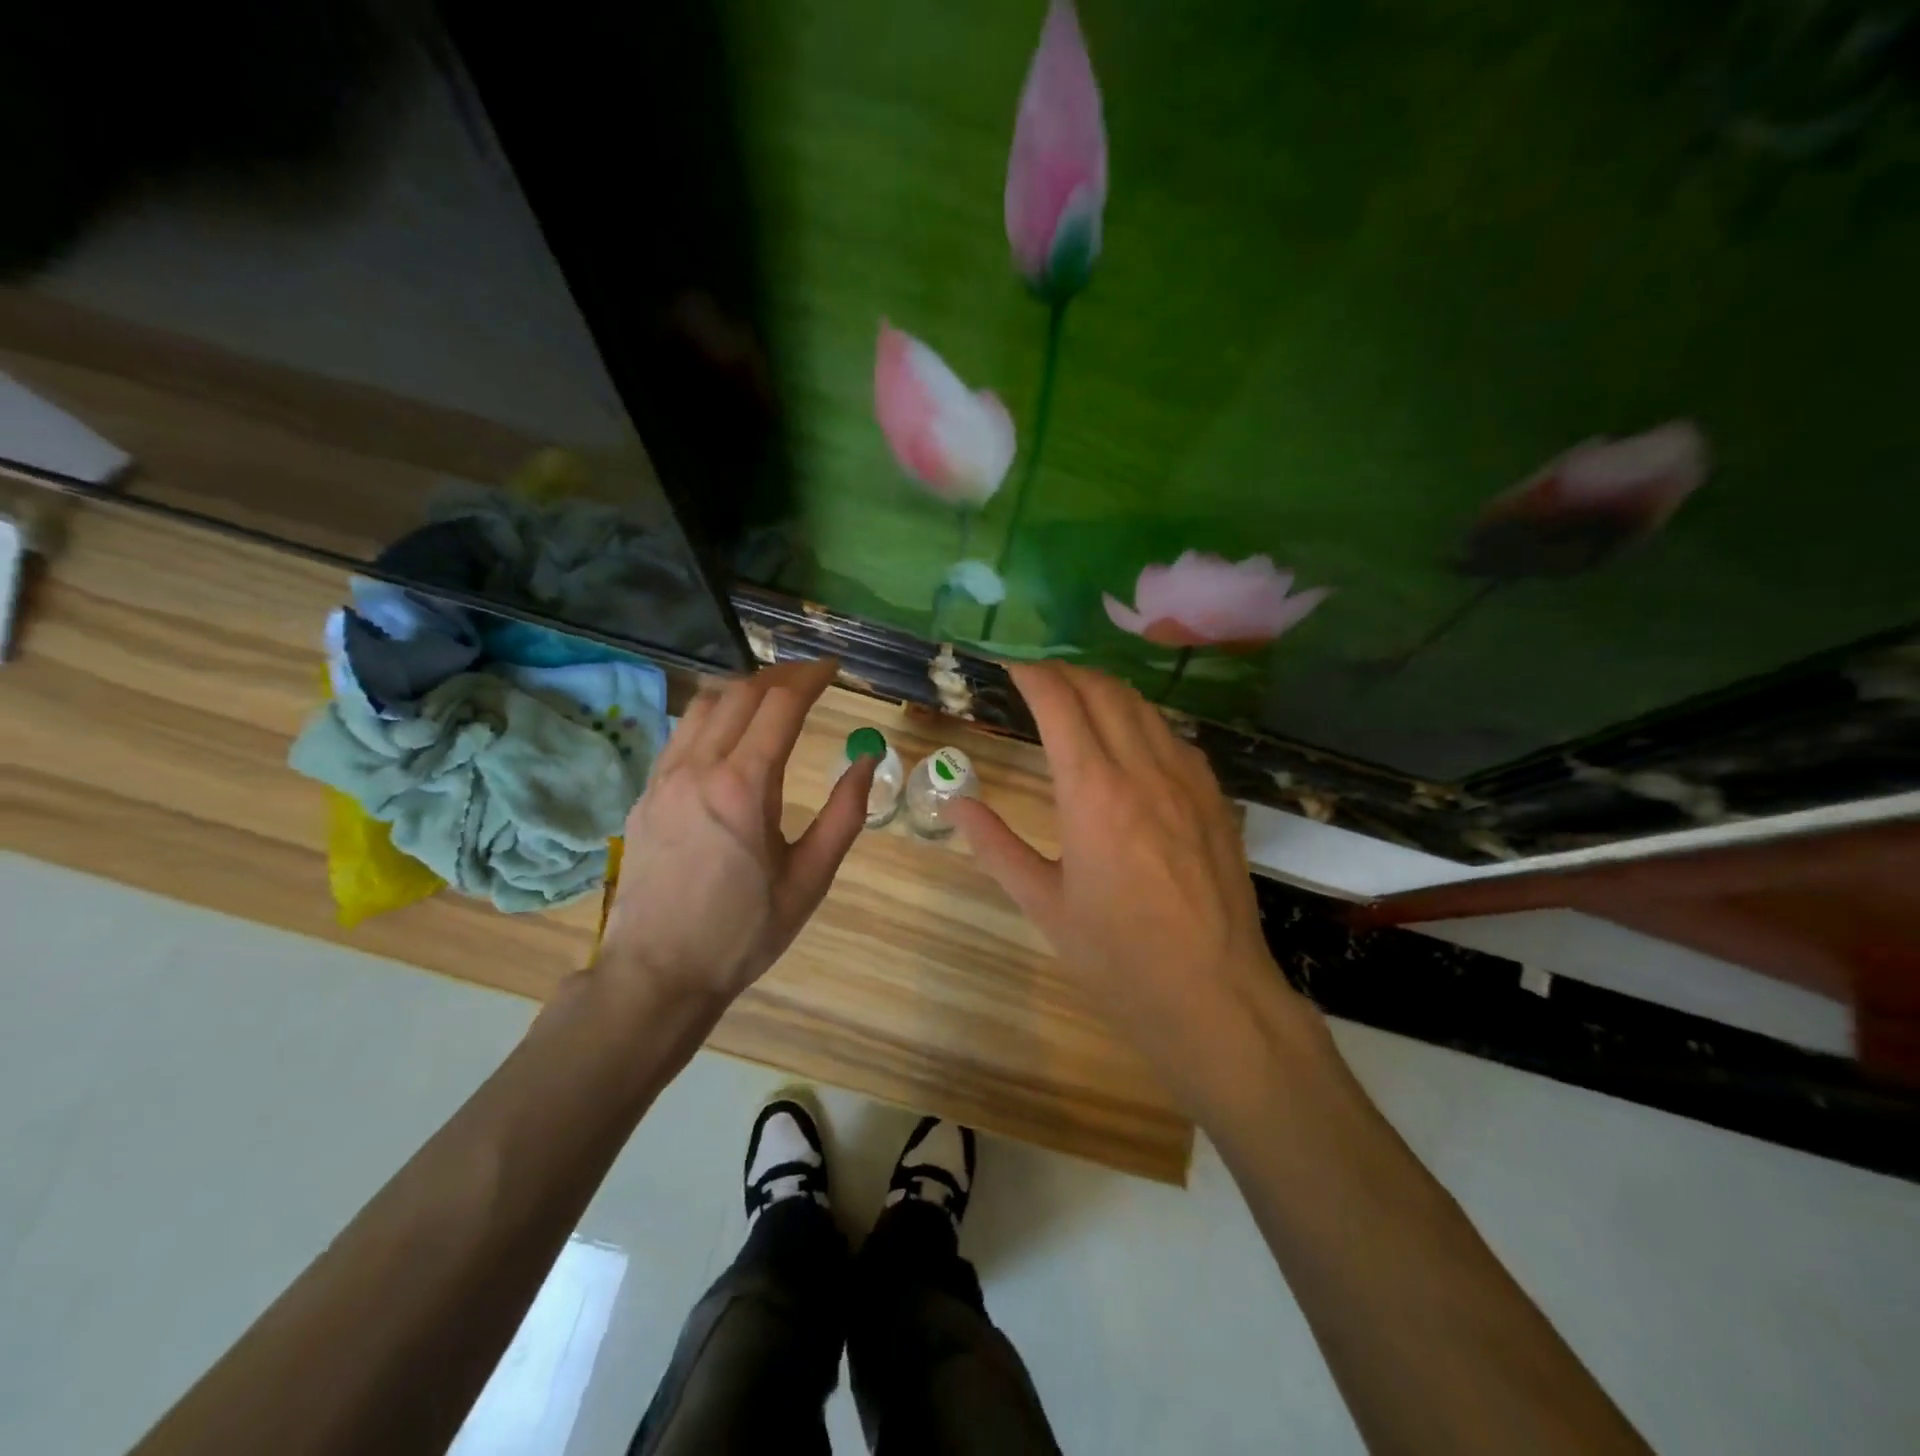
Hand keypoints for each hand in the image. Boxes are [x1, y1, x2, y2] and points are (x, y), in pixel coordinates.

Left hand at [598, 658, 873, 1003]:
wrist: (658, 973)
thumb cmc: (744, 932)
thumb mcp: (810, 879)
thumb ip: (844, 814)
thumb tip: (868, 760)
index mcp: (744, 787)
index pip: (780, 705)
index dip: (811, 678)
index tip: (835, 670)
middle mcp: (699, 768)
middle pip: (741, 692)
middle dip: (781, 676)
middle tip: (812, 679)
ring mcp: (664, 778)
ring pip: (703, 704)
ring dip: (743, 689)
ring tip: (773, 698)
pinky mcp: (645, 793)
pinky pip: (680, 732)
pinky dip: (712, 715)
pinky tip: (730, 734)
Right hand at [951, 662, 1309, 1105]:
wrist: (1213, 993)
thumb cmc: (1117, 956)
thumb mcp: (1043, 904)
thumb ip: (995, 846)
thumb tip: (955, 802)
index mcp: (1092, 792)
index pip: (1059, 703)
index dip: (1032, 675)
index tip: (1010, 668)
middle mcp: (1142, 769)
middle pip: (1103, 690)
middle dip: (1066, 672)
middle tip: (1037, 680)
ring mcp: (1186, 778)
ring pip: (1142, 706)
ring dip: (1104, 690)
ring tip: (1077, 699)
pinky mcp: (1213, 796)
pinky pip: (1172, 735)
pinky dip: (1140, 719)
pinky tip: (1128, 741)